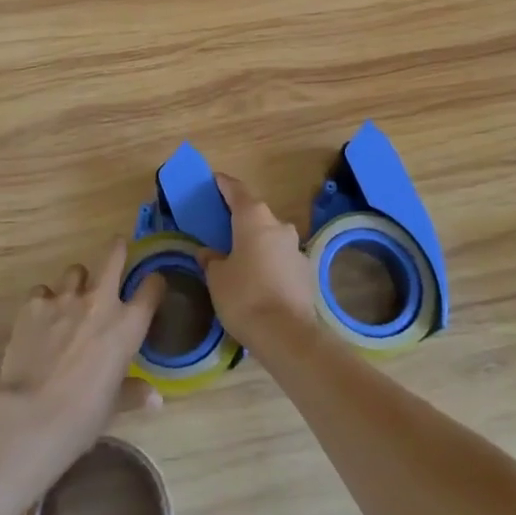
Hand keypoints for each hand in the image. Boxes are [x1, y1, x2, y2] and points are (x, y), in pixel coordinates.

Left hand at [0, 239, 165, 505]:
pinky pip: (42, 291)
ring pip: (74, 271)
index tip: (152, 285)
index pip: (152, 288)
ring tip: (71, 297)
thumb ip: (134, 393)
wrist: (32, 415)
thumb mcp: (114, 407)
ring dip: (76, 282)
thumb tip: (155, 399)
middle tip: (117, 248)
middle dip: (117, 249)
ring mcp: (64, 298)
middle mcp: (100, 302)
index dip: (154, 283)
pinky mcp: (34, 304)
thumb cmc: (83, 416)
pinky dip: (43, 300)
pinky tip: (39, 318)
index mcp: (127, 326)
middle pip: (113, 257)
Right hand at [201, 174, 319, 350]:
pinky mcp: (306, 271)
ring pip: (271, 237)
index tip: (215, 180)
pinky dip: (270, 263)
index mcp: (254, 218)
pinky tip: (260, 281)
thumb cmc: (244, 296)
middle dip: (241, 219)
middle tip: (223, 227)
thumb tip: (209, 253)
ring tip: (241, 259)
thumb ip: (211, 260)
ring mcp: (296, 248)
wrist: (287, 334)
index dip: (224, 185)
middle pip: (256, 214)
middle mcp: (278, 225)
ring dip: (257, 243)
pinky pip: (282, 259)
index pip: (237, 190)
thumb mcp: (217, 278)